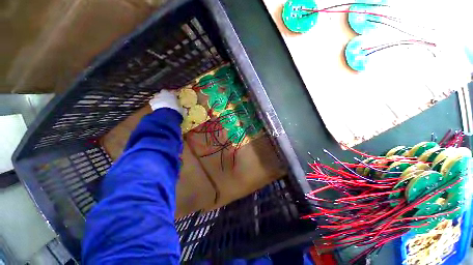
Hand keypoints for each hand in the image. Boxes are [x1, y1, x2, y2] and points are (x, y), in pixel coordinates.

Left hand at [149, 90, 183, 114]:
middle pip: (163, 93)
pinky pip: (153, 102)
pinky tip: (157, 108)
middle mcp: (164, 93)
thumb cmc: (177, 111)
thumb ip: (182, 108)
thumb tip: (185, 109)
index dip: (173, 96)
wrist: (167, 115)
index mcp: (173, 94)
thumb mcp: (182, 110)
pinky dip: (154, 104)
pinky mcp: (152, 101)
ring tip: (162, 106)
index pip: (173, 92)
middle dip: (165, 96)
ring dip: (159, 100)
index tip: (174, 99)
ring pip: (157, 96)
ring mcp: (157, 96)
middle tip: (167, 102)